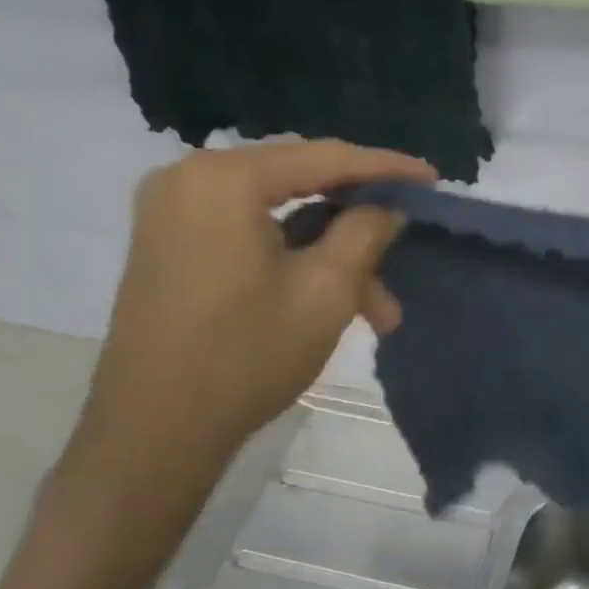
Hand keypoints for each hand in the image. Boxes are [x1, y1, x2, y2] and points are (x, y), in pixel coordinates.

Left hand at [73, 139, 434, 480]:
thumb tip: (388, 207)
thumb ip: (365, 233)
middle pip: (299, 186)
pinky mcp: (170, 247)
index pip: (323, 157)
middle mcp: (189, 179)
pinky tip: (329, 300)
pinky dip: (295, 262)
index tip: (433, 179)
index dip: (386, 168)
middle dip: (359, 229)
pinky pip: (250, 236)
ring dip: (332, 258)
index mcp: (223, 178)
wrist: (155, 432)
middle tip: (404, 261)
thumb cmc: (246, 356)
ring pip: (279, 219)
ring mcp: (173, 214)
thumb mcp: (326, 292)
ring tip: (376, 314)